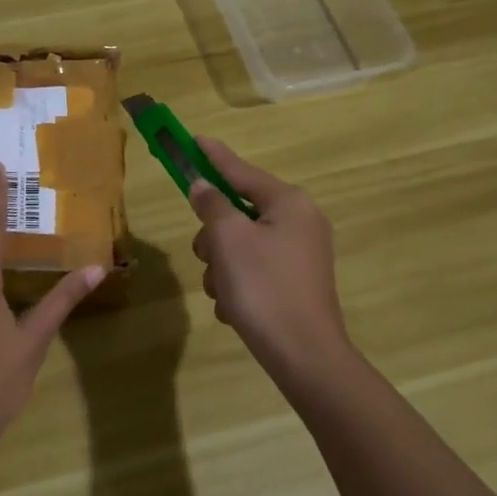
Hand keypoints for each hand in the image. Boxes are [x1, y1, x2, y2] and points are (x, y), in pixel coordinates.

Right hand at [190, 137, 354, 388]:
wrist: (303, 355)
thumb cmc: (264, 287)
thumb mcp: (229, 239)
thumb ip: (213, 205)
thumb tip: (204, 186)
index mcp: (288, 203)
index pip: (241, 170)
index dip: (213, 156)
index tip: (193, 139)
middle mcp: (298, 222)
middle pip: (236, 212)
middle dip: (214, 237)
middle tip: (209, 257)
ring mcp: (298, 254)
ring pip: (238, 244)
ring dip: (221, 266)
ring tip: (224, 292)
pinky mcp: (293, 282)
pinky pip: (252, 269)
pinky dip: (237, 284)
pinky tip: (235, 308)